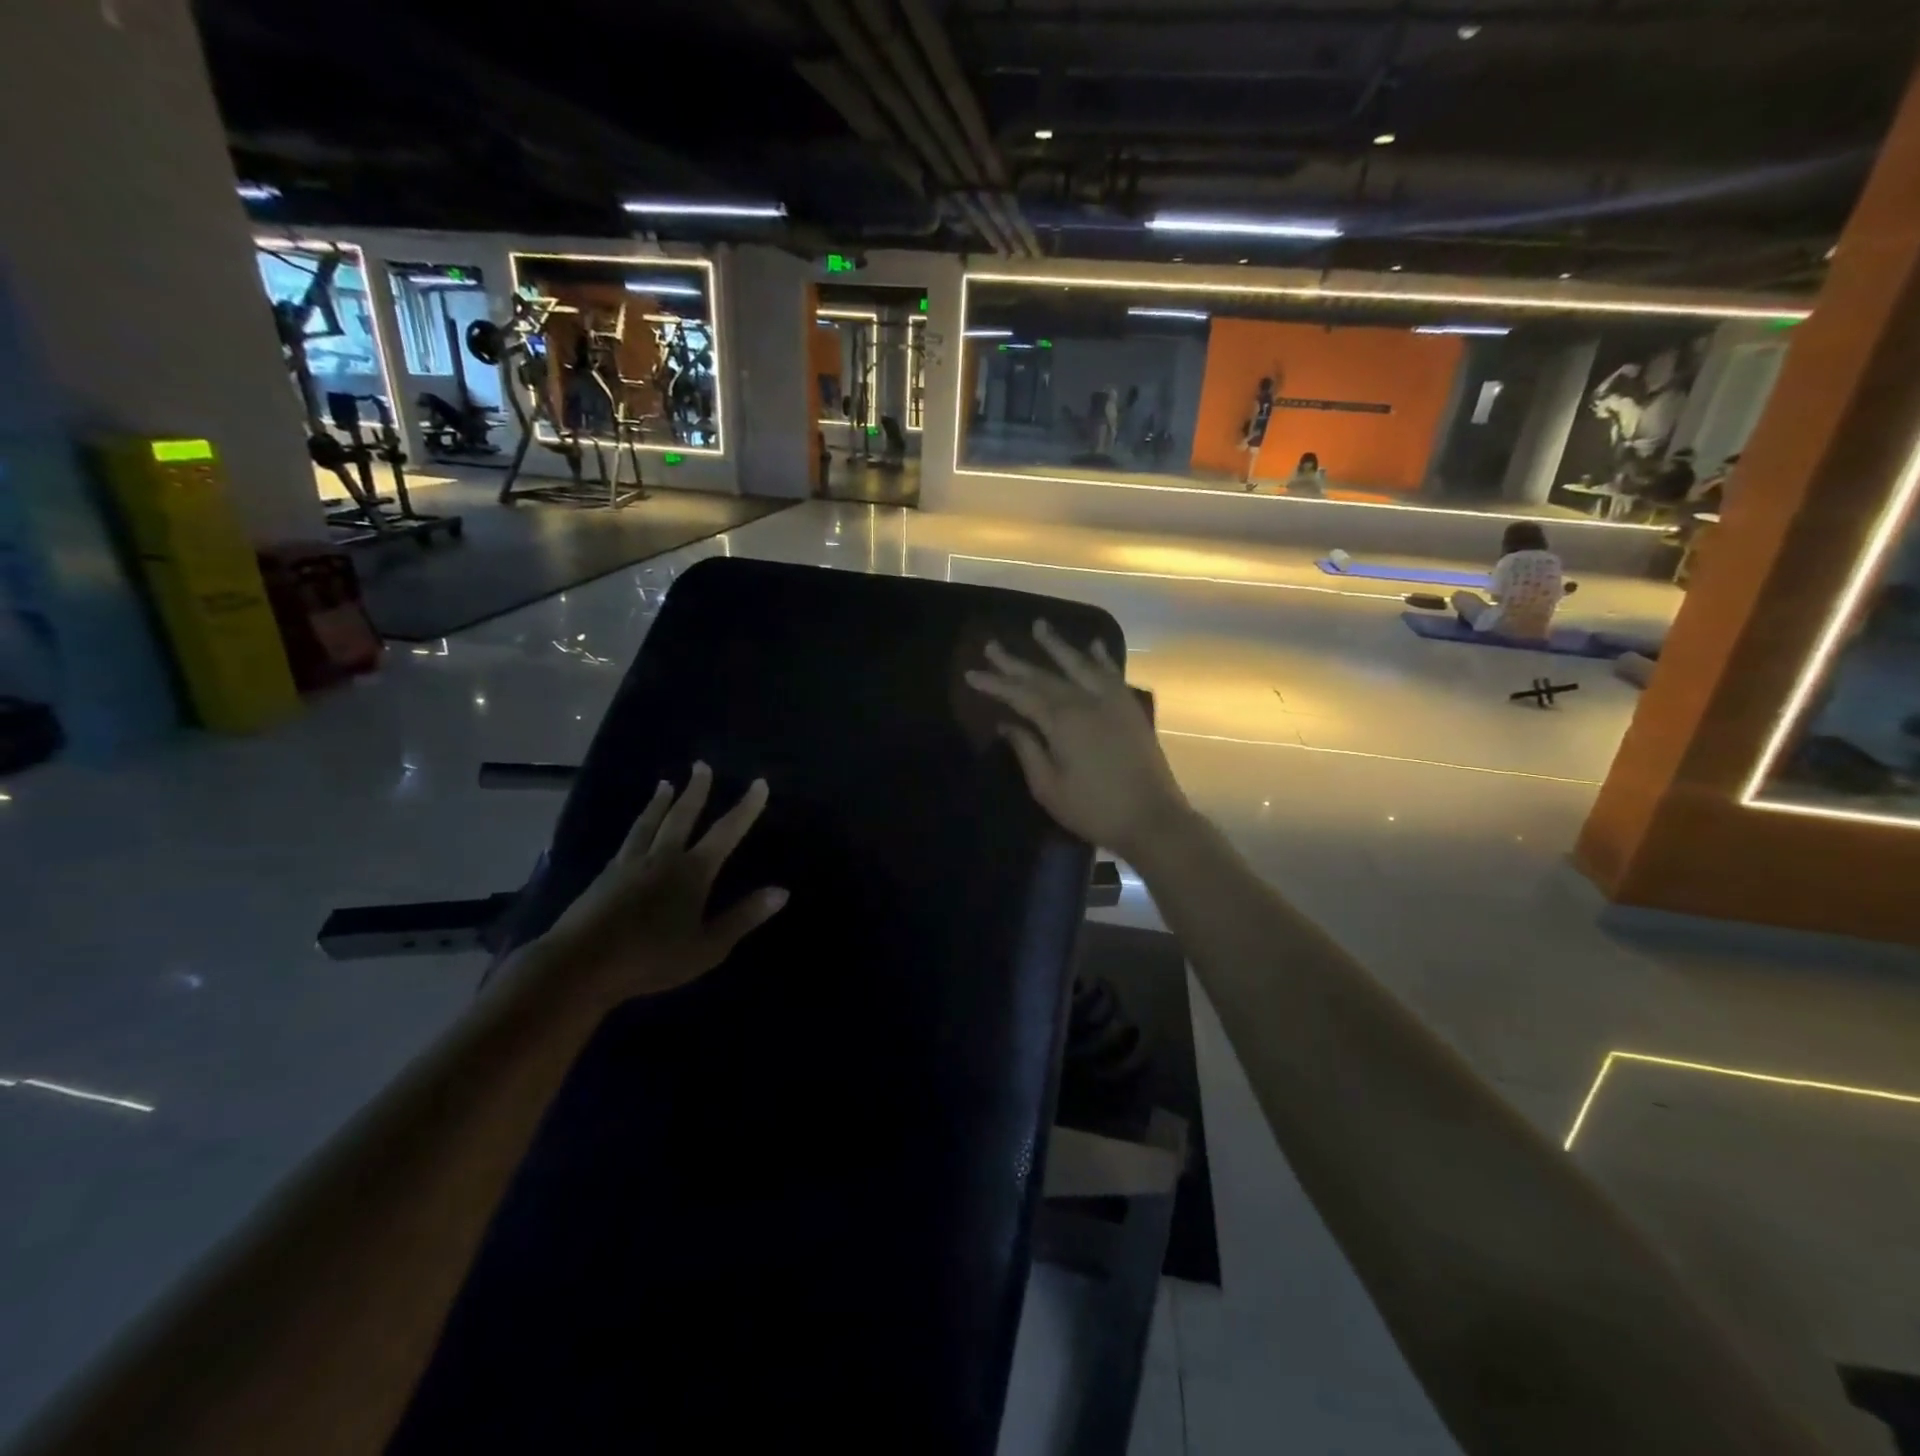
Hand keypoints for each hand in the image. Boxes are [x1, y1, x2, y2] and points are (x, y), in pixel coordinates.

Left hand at [544, 763, 786, 998]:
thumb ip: (743, 917)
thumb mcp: (707, 947)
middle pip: (683, 816)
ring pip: (650, 822)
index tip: (759, 783)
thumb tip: (782, 891)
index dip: (746, 808)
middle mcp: (663, 857)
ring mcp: (631, 863)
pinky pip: (629, 838)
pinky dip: (639, 823)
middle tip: (701, 766)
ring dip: (661, 801)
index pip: (726, 832)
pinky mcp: (606, 874)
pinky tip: (636, 826)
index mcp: (692, 872)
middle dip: (696, 790)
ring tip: (665, 784)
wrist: (580, 964)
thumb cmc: (650, 959)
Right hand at [965, 620, 1191, 861]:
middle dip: (1015, 662)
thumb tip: (1008, 724)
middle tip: (991, 646)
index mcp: (1061, 721)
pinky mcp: (1130, 709)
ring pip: (1079, 665)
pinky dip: (1101, 658)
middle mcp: (1085, 701)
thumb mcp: (1048, 787)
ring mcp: (1111, 701)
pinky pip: (1112, 675)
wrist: (1152, 818)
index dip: (995, 684)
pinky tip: (1094, 645)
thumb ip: (1027, 750)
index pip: (1020, 695)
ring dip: (1057, 646)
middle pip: (1044, 676)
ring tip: (1039, 625)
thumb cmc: (1093, 809)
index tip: (972, 674)